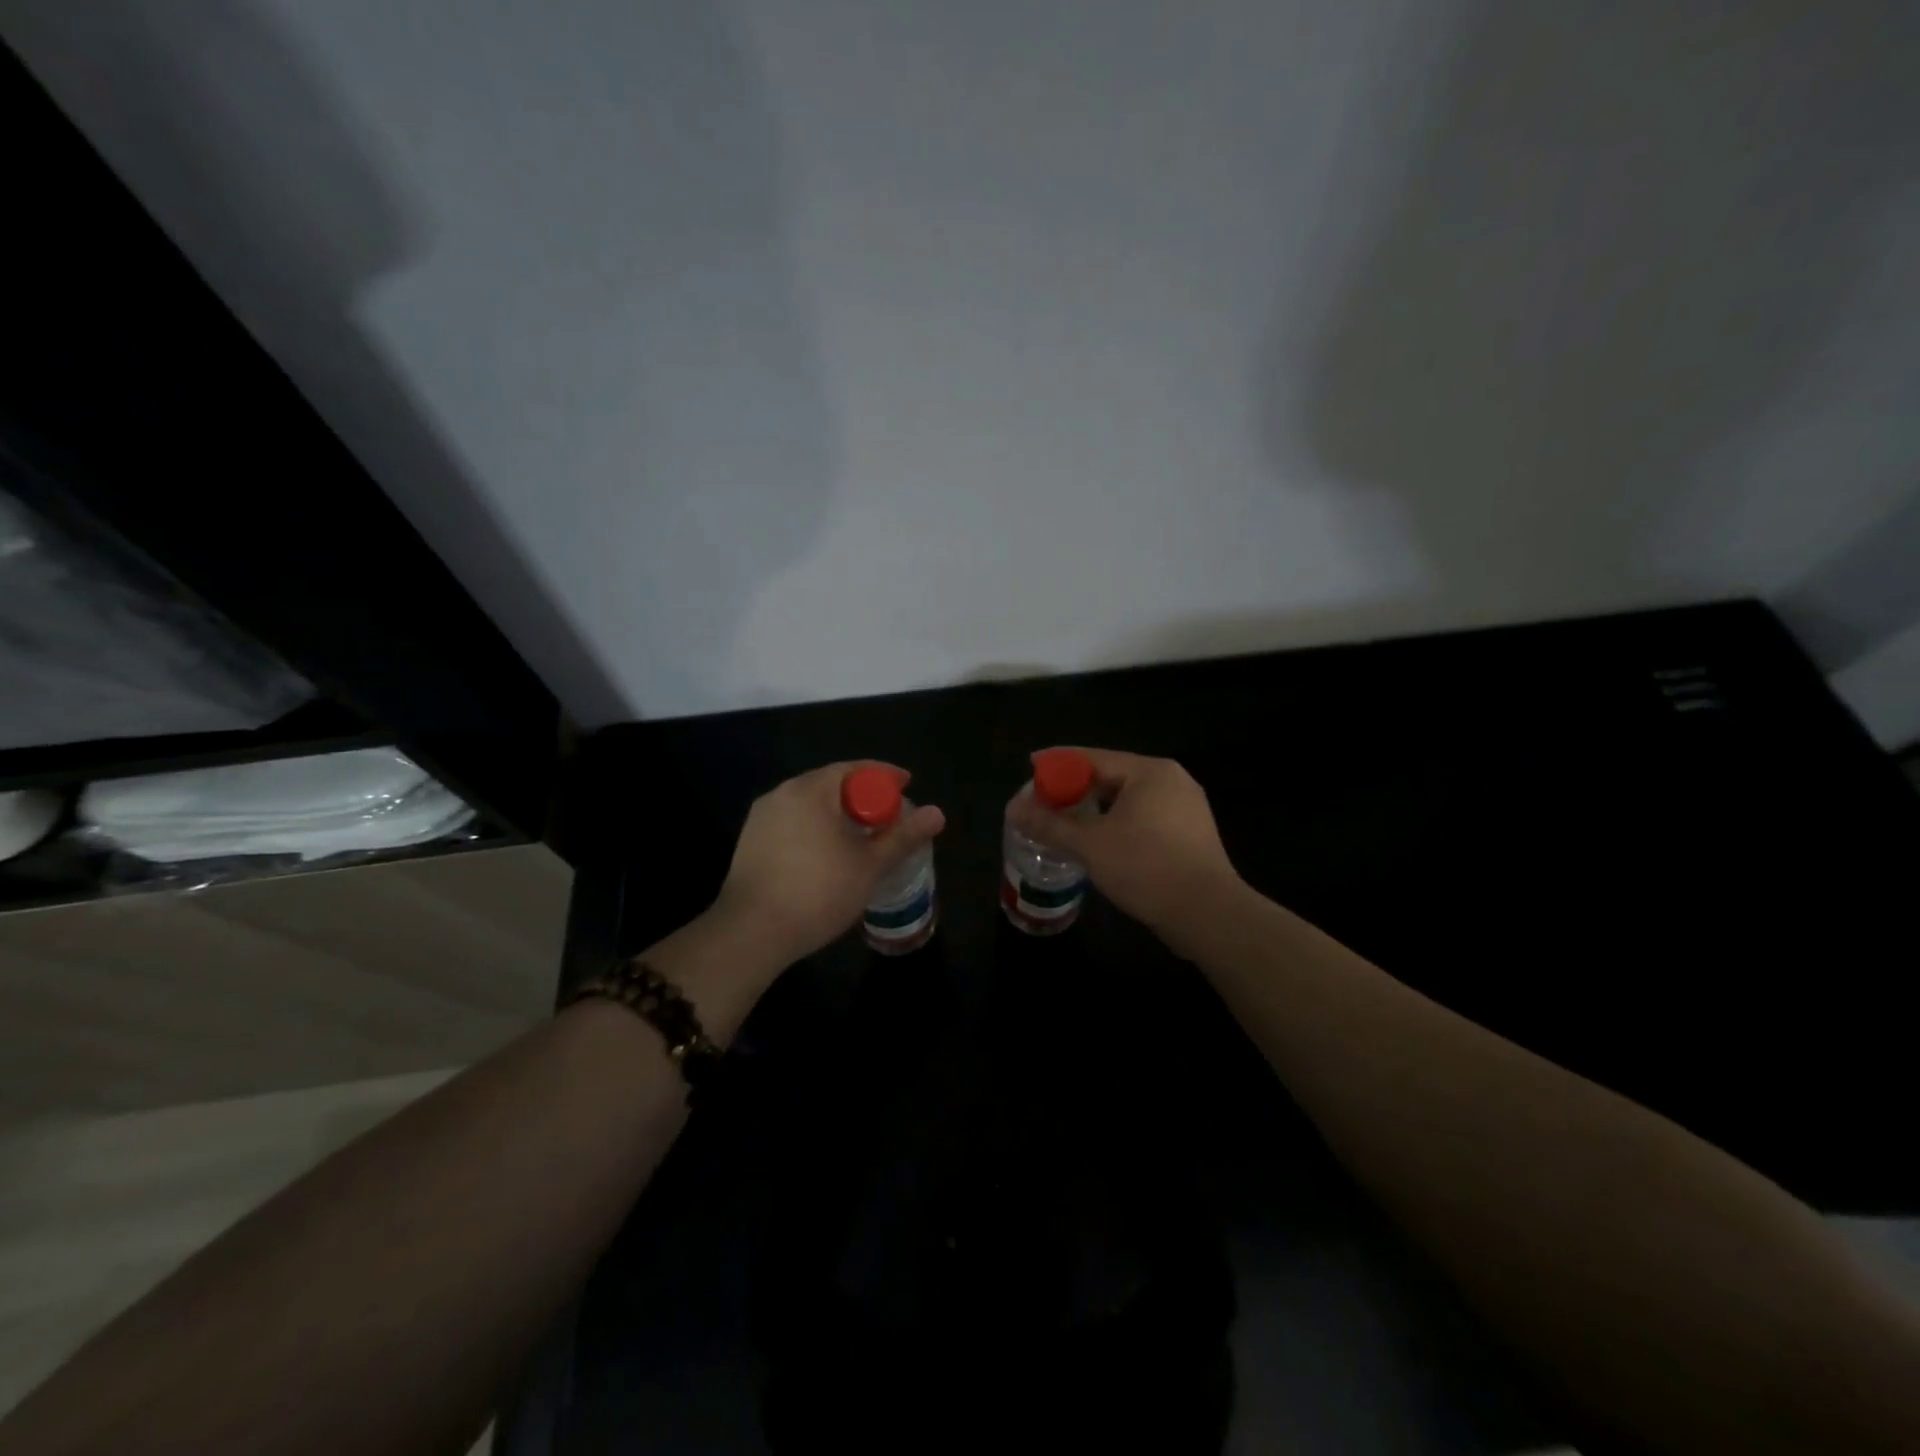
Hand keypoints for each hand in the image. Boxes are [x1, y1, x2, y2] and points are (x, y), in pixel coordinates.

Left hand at [712, 761, 945, 963]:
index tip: (907, 785)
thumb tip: (938, 813)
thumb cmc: (818, 892)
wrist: (751, 933)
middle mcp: (783, 793)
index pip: (855, 769)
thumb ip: (903, 836)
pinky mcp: (750, 842)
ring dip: (838, 813)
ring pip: (810, 804)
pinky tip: (828, 854)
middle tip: (888, 815)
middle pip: (831, 784)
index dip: (885, 775)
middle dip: (862, 795)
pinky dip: (816, 828)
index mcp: (811, 790)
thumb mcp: (869, 866)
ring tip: (861, 836)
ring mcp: (762, 818)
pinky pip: (793, 822)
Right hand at [1006, 747, 1242, 940]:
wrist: (1208, 914)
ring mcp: (1186, 808)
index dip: (1058, 762)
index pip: (1093, 757)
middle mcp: (1172, 780)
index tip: (1030, 767)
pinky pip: (1145, 818)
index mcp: (1150, 771)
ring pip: (1129, 800)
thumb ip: (1050, 824)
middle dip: (1076, 789)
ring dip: (1096, 810)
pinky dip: (1118, 824)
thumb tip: (1013, 809)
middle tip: (1045, 802)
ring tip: (1067, 824)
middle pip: (1112, 776)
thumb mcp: (1091, 844)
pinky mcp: (1191, 835)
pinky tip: (1101, 843)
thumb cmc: (1147, 867)